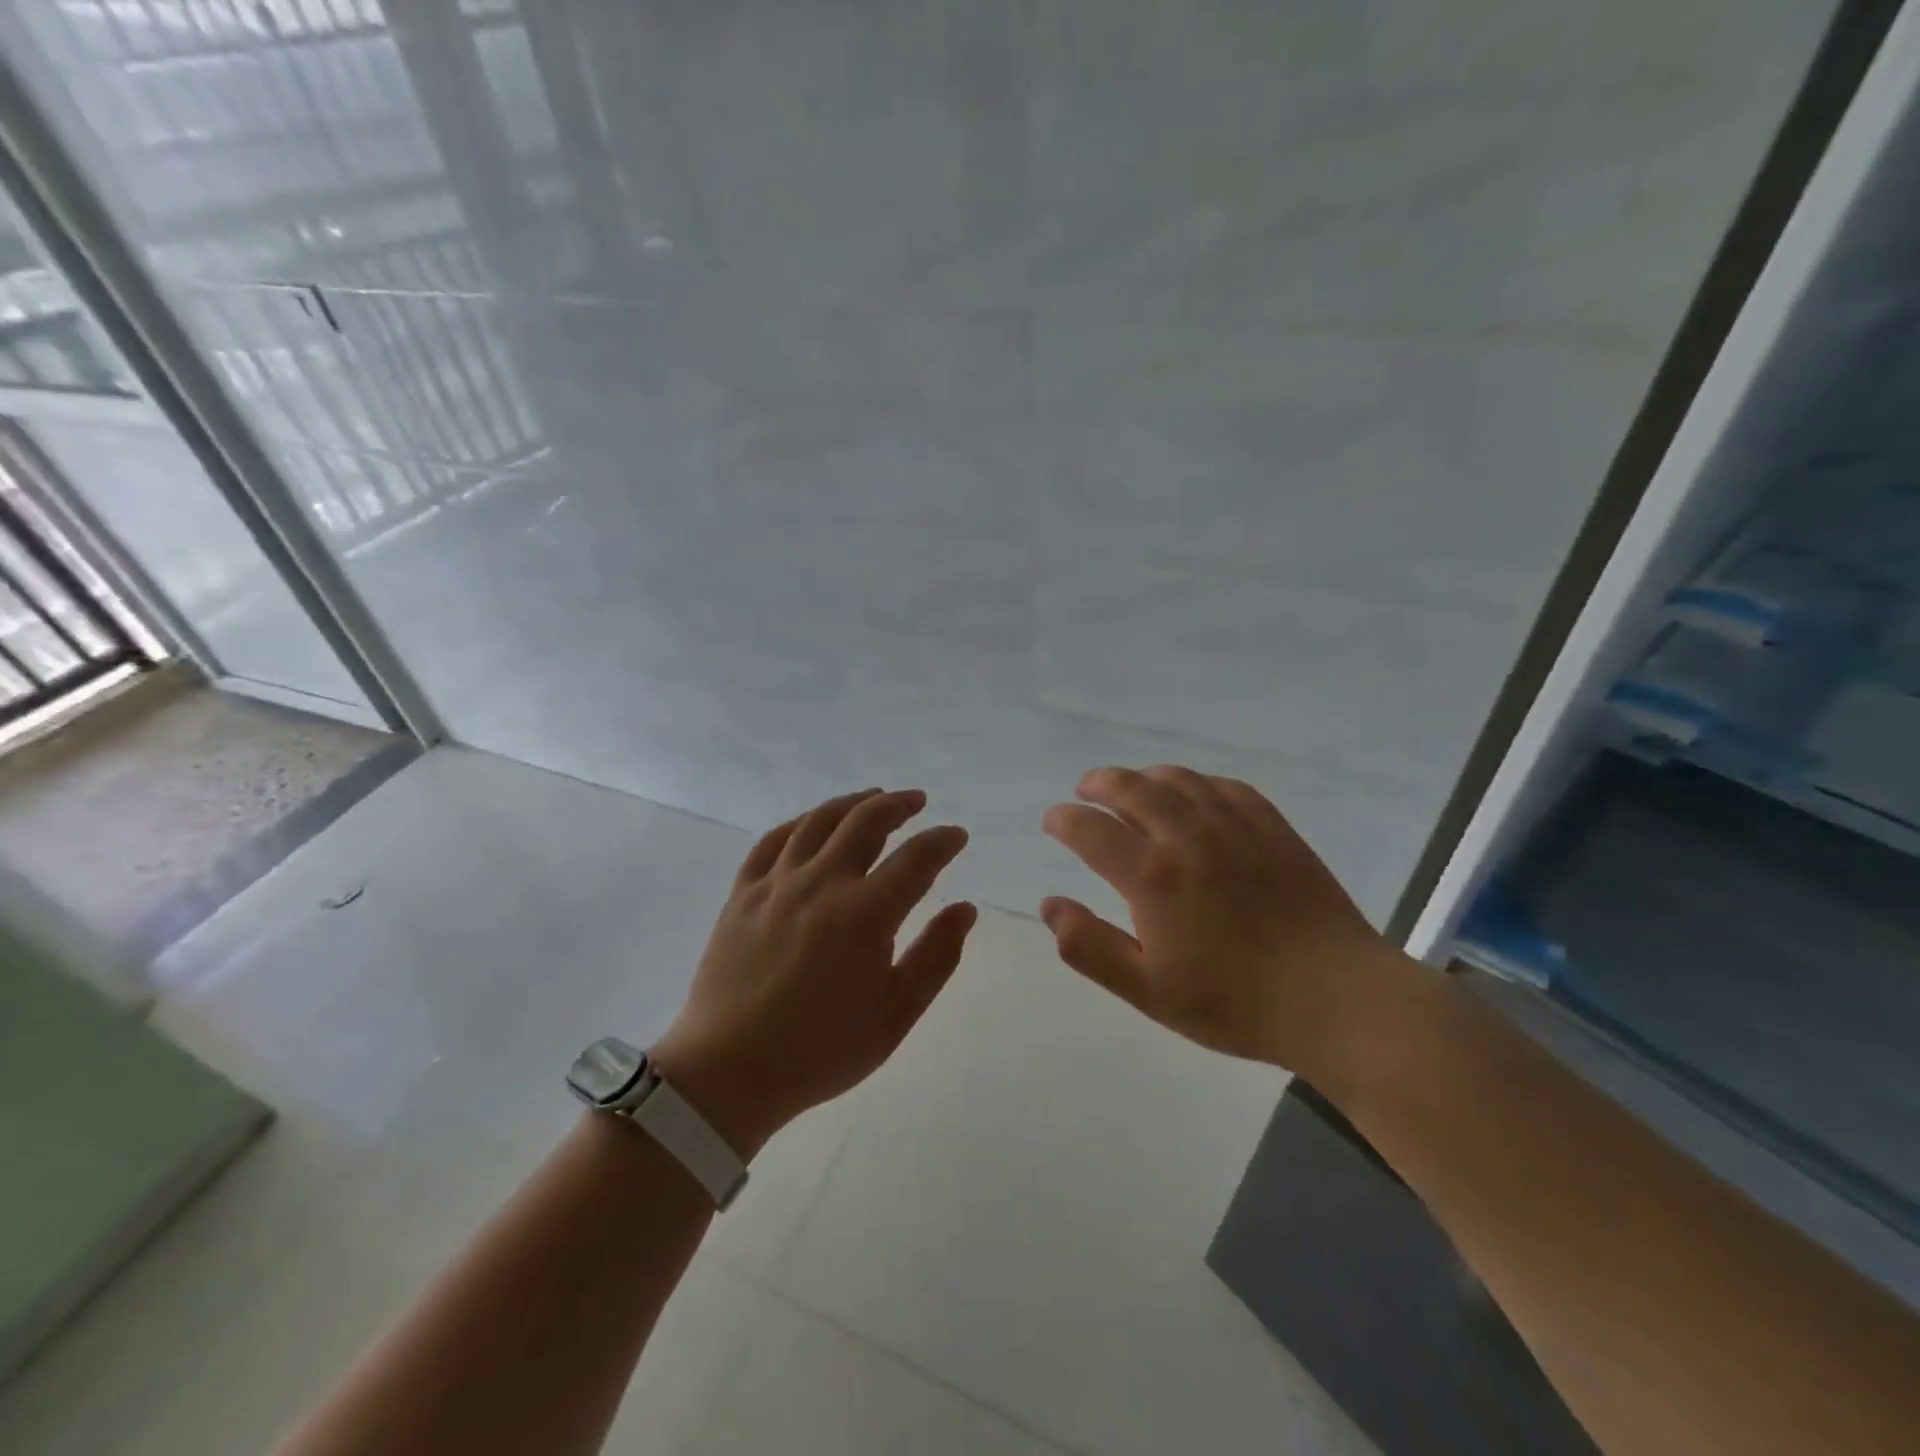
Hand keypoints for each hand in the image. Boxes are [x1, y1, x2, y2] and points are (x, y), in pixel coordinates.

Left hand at [650, 788, 975, 1156]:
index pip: (916, 859)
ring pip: (818, 821)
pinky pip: (772, 841)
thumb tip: (965, 908)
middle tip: (917, 802)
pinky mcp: (742, 894)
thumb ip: (936, 957)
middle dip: (898, 805)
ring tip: (872, 798)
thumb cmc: (820, 1051)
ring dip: (852, 803)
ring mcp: (776, 884)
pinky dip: (800, 823)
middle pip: (865, 822)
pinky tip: (812, 824)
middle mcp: (821, 884)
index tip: (956, 836)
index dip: (942, 842)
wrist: (728, 1072)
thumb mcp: (895, 1015)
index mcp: (864, 915)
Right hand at [1041, 765, 1406, 1086]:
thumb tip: (1050, 905)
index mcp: (1153, 875)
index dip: (1065, 819)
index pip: (1092, 829)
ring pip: (1178, 779)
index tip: (1053, 820)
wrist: (1336, 998)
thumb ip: (1090, 947)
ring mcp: (1234, 826)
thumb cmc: (1235, 1002)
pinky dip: (1196, 782)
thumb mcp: (1149, 990)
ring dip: (1144, 776)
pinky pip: (1225, 786)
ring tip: (1132, 787)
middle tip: (1085, 790)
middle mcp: (1188, 835)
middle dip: (1099, 783)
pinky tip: (1194, 795)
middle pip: (1132, 787)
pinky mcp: (1273, 827)